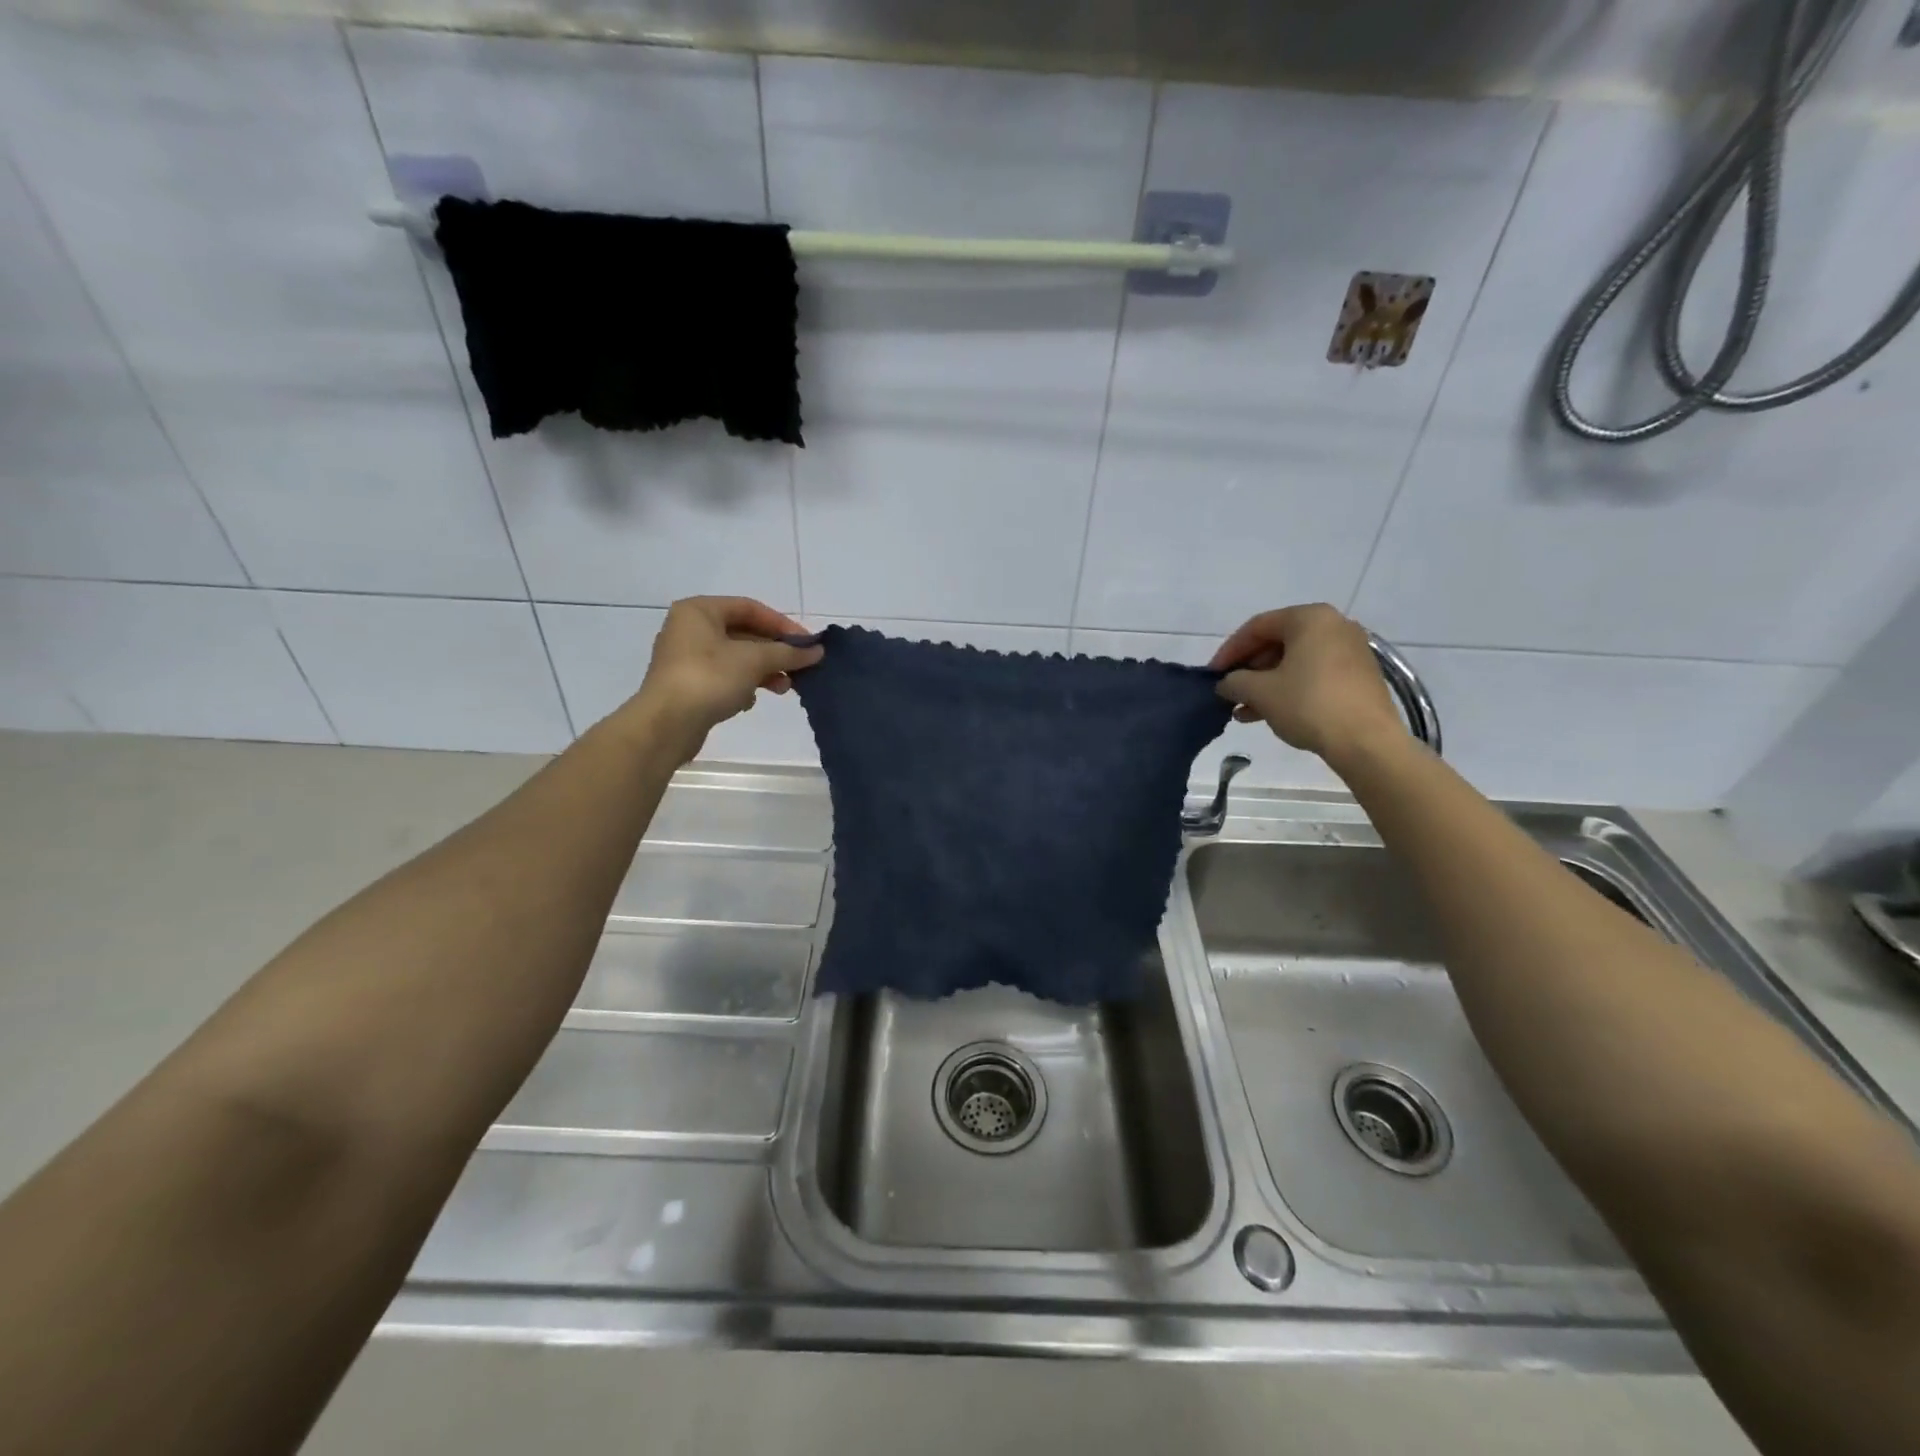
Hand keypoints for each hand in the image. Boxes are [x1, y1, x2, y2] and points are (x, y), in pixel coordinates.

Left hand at [625, 597, 822, 760]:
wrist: (666, 725)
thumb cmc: (709, 679)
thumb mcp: (754, 661)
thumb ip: (788, 653)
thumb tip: (817, 651)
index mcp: (699, 611)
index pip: (750, 608)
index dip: (782, 624)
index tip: (808, 644)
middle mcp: (688, 629)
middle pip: (743, 633)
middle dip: (774, 652)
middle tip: (800, 668)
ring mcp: (685, 658)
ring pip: (735, 658)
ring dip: (763, 671)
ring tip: (784, 689)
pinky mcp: (687, 685)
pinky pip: (723, 678)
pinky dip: (742, 686)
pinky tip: (750, 701)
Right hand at [1208, 604, 1405, 764]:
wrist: (1367, 741)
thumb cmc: (1309, 705)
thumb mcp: (1260, 692)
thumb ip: (1235, 681)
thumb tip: (1225, 683)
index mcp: (1310, 618)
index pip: (1257, 626)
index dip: (1229, 651)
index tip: (1212, 674)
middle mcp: (1334, 626)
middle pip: (1278, 642)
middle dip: (1248, 669)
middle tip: (1229, 691)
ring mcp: (1351, 651)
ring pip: (1295, 661)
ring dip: (1265, 683)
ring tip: (1242, 709)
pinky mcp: (1359, 676)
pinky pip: (1313, 674)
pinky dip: (1289, 689)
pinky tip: (1268, 713)